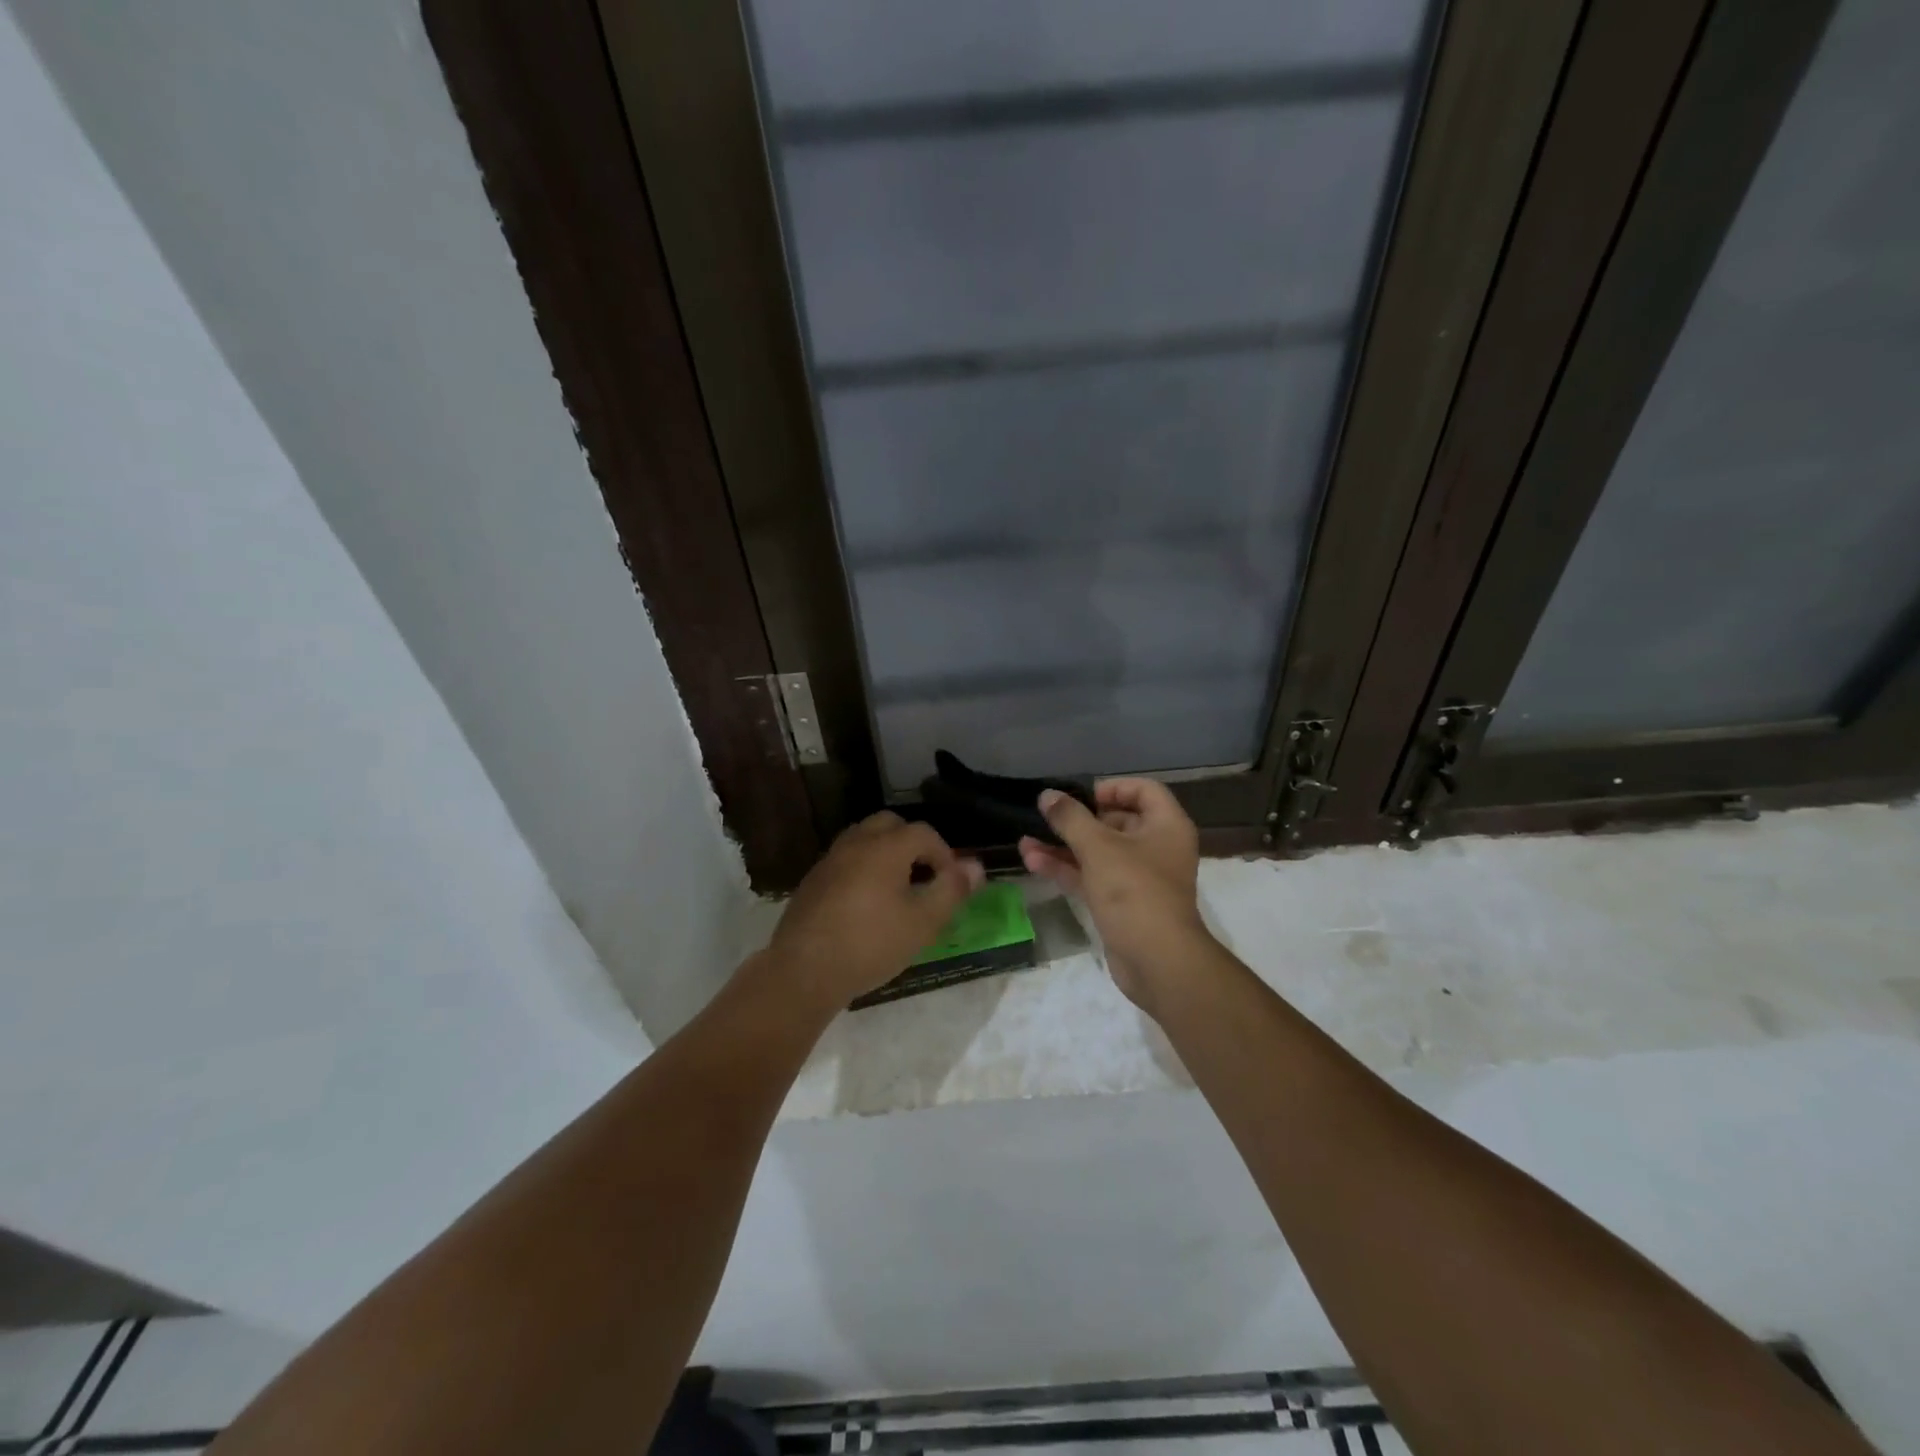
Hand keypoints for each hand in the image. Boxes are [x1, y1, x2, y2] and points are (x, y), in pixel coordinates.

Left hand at [768, 812, 983, 1010]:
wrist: (804, 970)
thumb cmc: (871, 944)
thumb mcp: (923, 922)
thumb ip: (952, 890)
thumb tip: (975, 866)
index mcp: (886, 846)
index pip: (924, 832)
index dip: (944, 853)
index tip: (951, 882)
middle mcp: (856, 842)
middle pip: (890, 825)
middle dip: (913, 844)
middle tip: (924, 876)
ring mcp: (830, 859)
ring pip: (864, 839)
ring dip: (886, 853)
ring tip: (897, 889)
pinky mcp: (813, 880)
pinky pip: (846, 860)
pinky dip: (863, 868)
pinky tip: (866, 903)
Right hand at [1018, 779, 1210, 1016]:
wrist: (1157, 961)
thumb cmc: (1134, 890)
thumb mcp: (1098, 847)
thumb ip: (1070, 818)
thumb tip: (1047, 795)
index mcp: (1166, 826)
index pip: (1144, 790)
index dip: (1112, 788)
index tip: (1081, 796)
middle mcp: (1157, 848)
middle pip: (1117, 822)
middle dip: (1077, 820)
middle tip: (1047, 817)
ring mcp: (1139, 878)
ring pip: (1098, 852)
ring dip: (1064, 846)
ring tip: (1025, 839)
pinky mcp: (1122, 904)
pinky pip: (1092, 877)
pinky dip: (1067, 869)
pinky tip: (1033, 861)